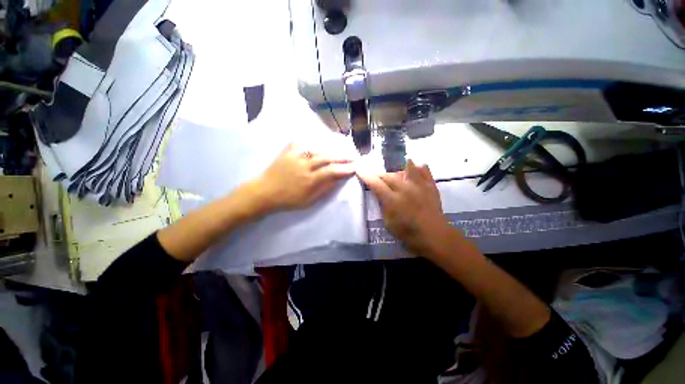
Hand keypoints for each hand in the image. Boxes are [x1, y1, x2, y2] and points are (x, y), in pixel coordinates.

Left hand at [254, 143, 354, 211]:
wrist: (265, 193)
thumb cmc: (288, 200)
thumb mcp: (308, 201)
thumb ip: (324, 189)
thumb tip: (337, 180)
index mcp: (309, 180)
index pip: (331, 172)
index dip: (344, 169)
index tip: (354, 168)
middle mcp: (304, 166)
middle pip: (326, 158)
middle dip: (341, 157)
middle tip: (350, 157)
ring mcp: (295, 157)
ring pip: (316, 149)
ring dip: (329, 150)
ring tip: (337, 151)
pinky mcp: (287, 152)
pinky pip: (300, 143)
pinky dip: (309, 141)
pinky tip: (315, 142)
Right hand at [357, 160, 457, 257]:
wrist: (435, 236)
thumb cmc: (409, 234)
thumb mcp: (388, 223)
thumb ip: (383, 206)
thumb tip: (380, 195)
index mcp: (392, 199)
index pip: (375, 183)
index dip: (366, 175)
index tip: (359, 169)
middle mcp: (405, 188)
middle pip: (388, 176)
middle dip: (379, 176)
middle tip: (376, 179)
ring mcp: (419, 185)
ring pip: (405, 169)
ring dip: (396, 171)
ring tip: (394, 176)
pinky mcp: (430, 186)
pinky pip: (424, 170)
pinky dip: (418, 167)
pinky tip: (415, 167)